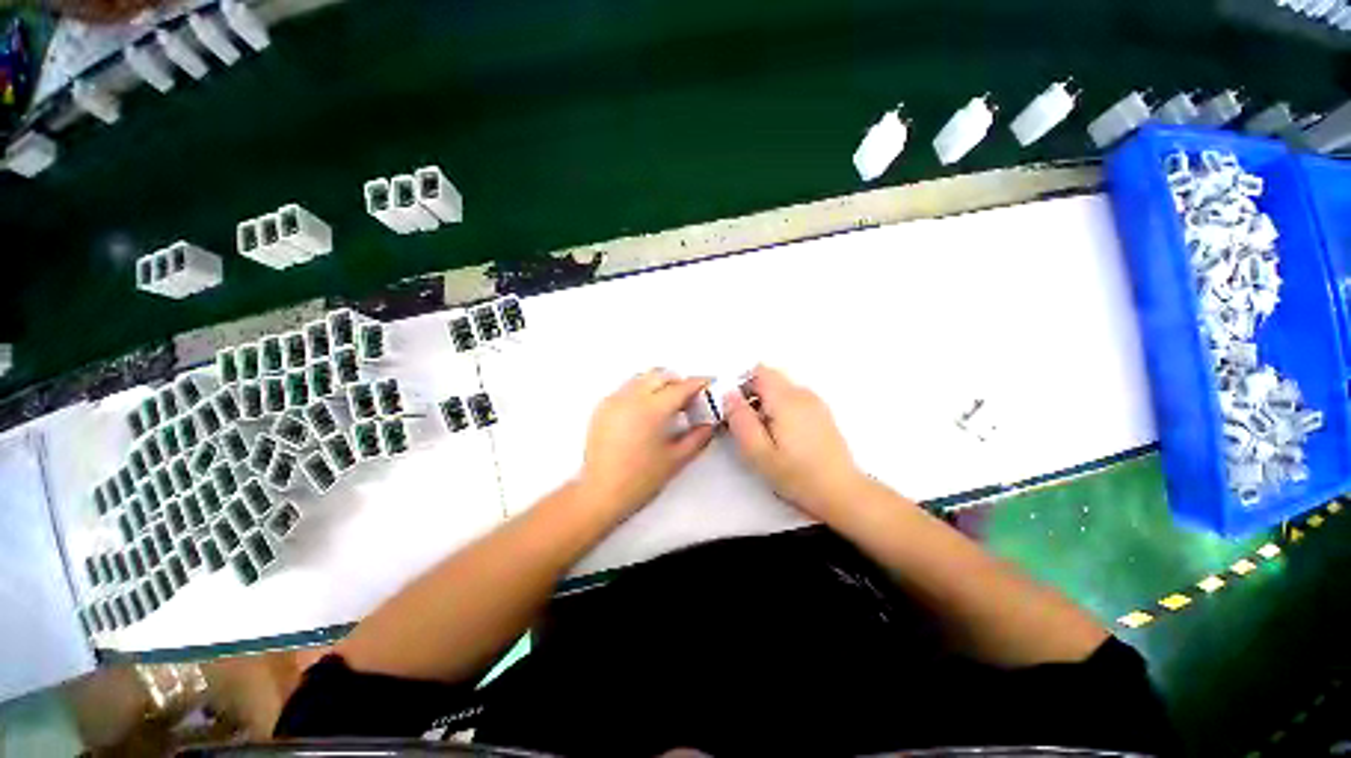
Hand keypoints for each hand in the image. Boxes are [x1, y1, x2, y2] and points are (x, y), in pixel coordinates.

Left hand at [577, 369, 715, 516]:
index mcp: (652, 409)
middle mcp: (631, 398)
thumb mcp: (676, 459)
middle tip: (689, 398)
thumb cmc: (639, 480)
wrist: (601, 493)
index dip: (698, 384)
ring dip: (658, 383)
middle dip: (678, 381)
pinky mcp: (602, 408)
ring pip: (642, 378)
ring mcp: (614, 401)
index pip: (681, 387)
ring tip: (667, 404)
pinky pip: (626, 388)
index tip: (707, 385)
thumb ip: (698, 438)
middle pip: (660, 375)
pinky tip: (645, 411)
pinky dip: (640, 391)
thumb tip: (709, 424)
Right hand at [724, 365, 869, 520]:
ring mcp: (814, 403)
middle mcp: (802, 394)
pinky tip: (781, 438)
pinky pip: (793, 400)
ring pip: (780, 390)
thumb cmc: (798, 475)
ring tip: (763, 435)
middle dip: (752, 395)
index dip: (740, 384)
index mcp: (786, 399)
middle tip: (746, 425)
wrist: (842, 492)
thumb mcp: (758, 452)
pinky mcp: (820, 414)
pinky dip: (780, 410)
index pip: (758, 371)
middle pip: (769, 378)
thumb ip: (740, 419)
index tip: (734, 408)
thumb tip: (728, 394)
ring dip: (766, 404)